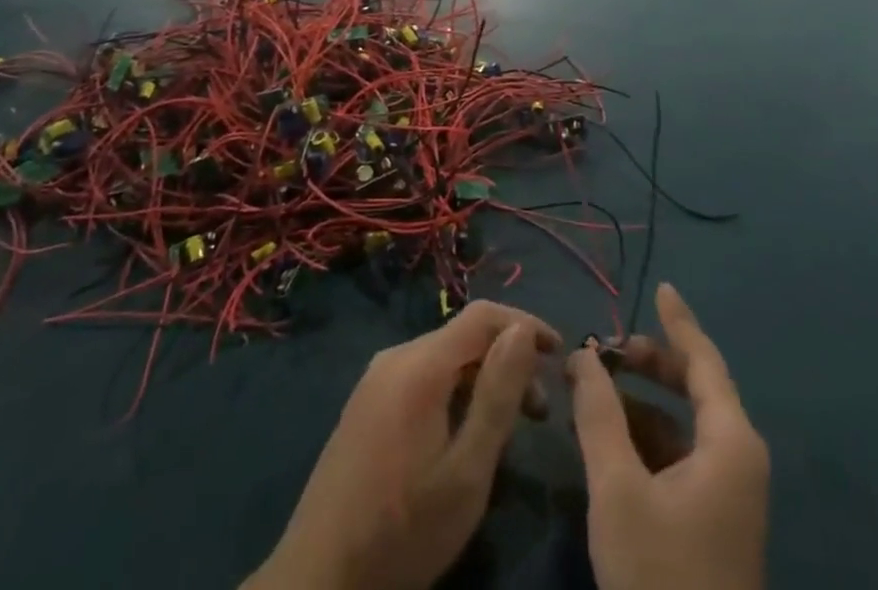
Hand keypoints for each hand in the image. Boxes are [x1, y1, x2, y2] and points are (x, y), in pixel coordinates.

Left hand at [244, 301, 559, 589]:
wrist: (317, 580)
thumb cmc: (403, 530)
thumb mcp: (467, 471)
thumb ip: (498, 395)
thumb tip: (522, 331)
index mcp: (420, 364)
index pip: (483, 315)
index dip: (526, 324)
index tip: (560, 353)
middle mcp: (396, 357)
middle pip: (464, 337)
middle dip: (508, 361)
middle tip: (540, 411)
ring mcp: (375, 380)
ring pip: (444, 359)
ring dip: (483, 380)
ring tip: (510, 428)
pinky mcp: (366, 405)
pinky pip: (422, 378)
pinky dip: (455, 392)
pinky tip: (465, 435)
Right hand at [569, 284, 768, 589]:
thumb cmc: (660, 573)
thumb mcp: (618, 487)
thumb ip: (598, 412)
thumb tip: (584, 354)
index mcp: (730, 441)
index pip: (703, 360)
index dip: (679, 321)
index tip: (660, 287)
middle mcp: (738, 458)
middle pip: (695, 388)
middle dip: (651, 363)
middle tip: (607, 350)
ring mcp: (728, 493)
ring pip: (684, 425)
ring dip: (642, 403)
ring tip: (594, 392)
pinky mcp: (713, 521)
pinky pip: (681, 456)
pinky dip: (647, 437)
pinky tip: (609, 439)